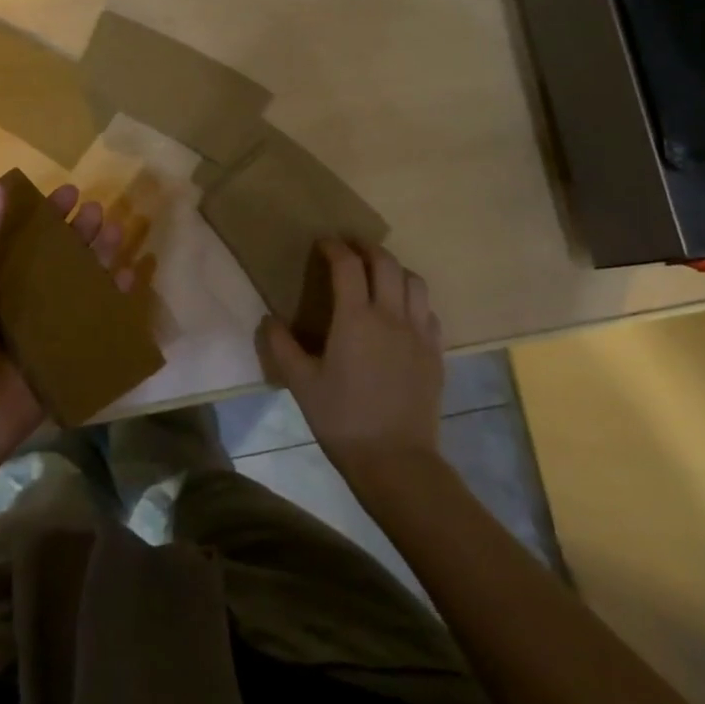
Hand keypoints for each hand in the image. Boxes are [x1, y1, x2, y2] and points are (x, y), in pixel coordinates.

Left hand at [0, 181, 133, 473]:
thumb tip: (0, 187)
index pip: (25, 237)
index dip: (47, 213)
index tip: (70, 191)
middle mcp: (23, 298)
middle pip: (58, 257)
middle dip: (79, 232)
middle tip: (98, 211)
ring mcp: (47, 327)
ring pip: (80, 283)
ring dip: (100, 257)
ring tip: (117, 233)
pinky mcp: (67, 353)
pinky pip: (95, 320)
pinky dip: (114, 298)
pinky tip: (129, 276)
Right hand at [259, 240, 444, 484]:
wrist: (396, 460)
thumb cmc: (342, 420)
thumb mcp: (301, 384)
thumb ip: (282, 347)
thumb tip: (269, 319)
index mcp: (356, 318)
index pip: (347, 265)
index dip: (334, 247)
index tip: (323, 243)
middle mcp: (391, 316)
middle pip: (386, 263)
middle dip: (367, 248)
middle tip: (351, 249)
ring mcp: (419, 333)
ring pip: (414, 281)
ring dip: (394, 268)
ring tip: (378, 274)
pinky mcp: (435, 352)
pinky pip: (427, 310)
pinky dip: (413, 299)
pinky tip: (401, 312)